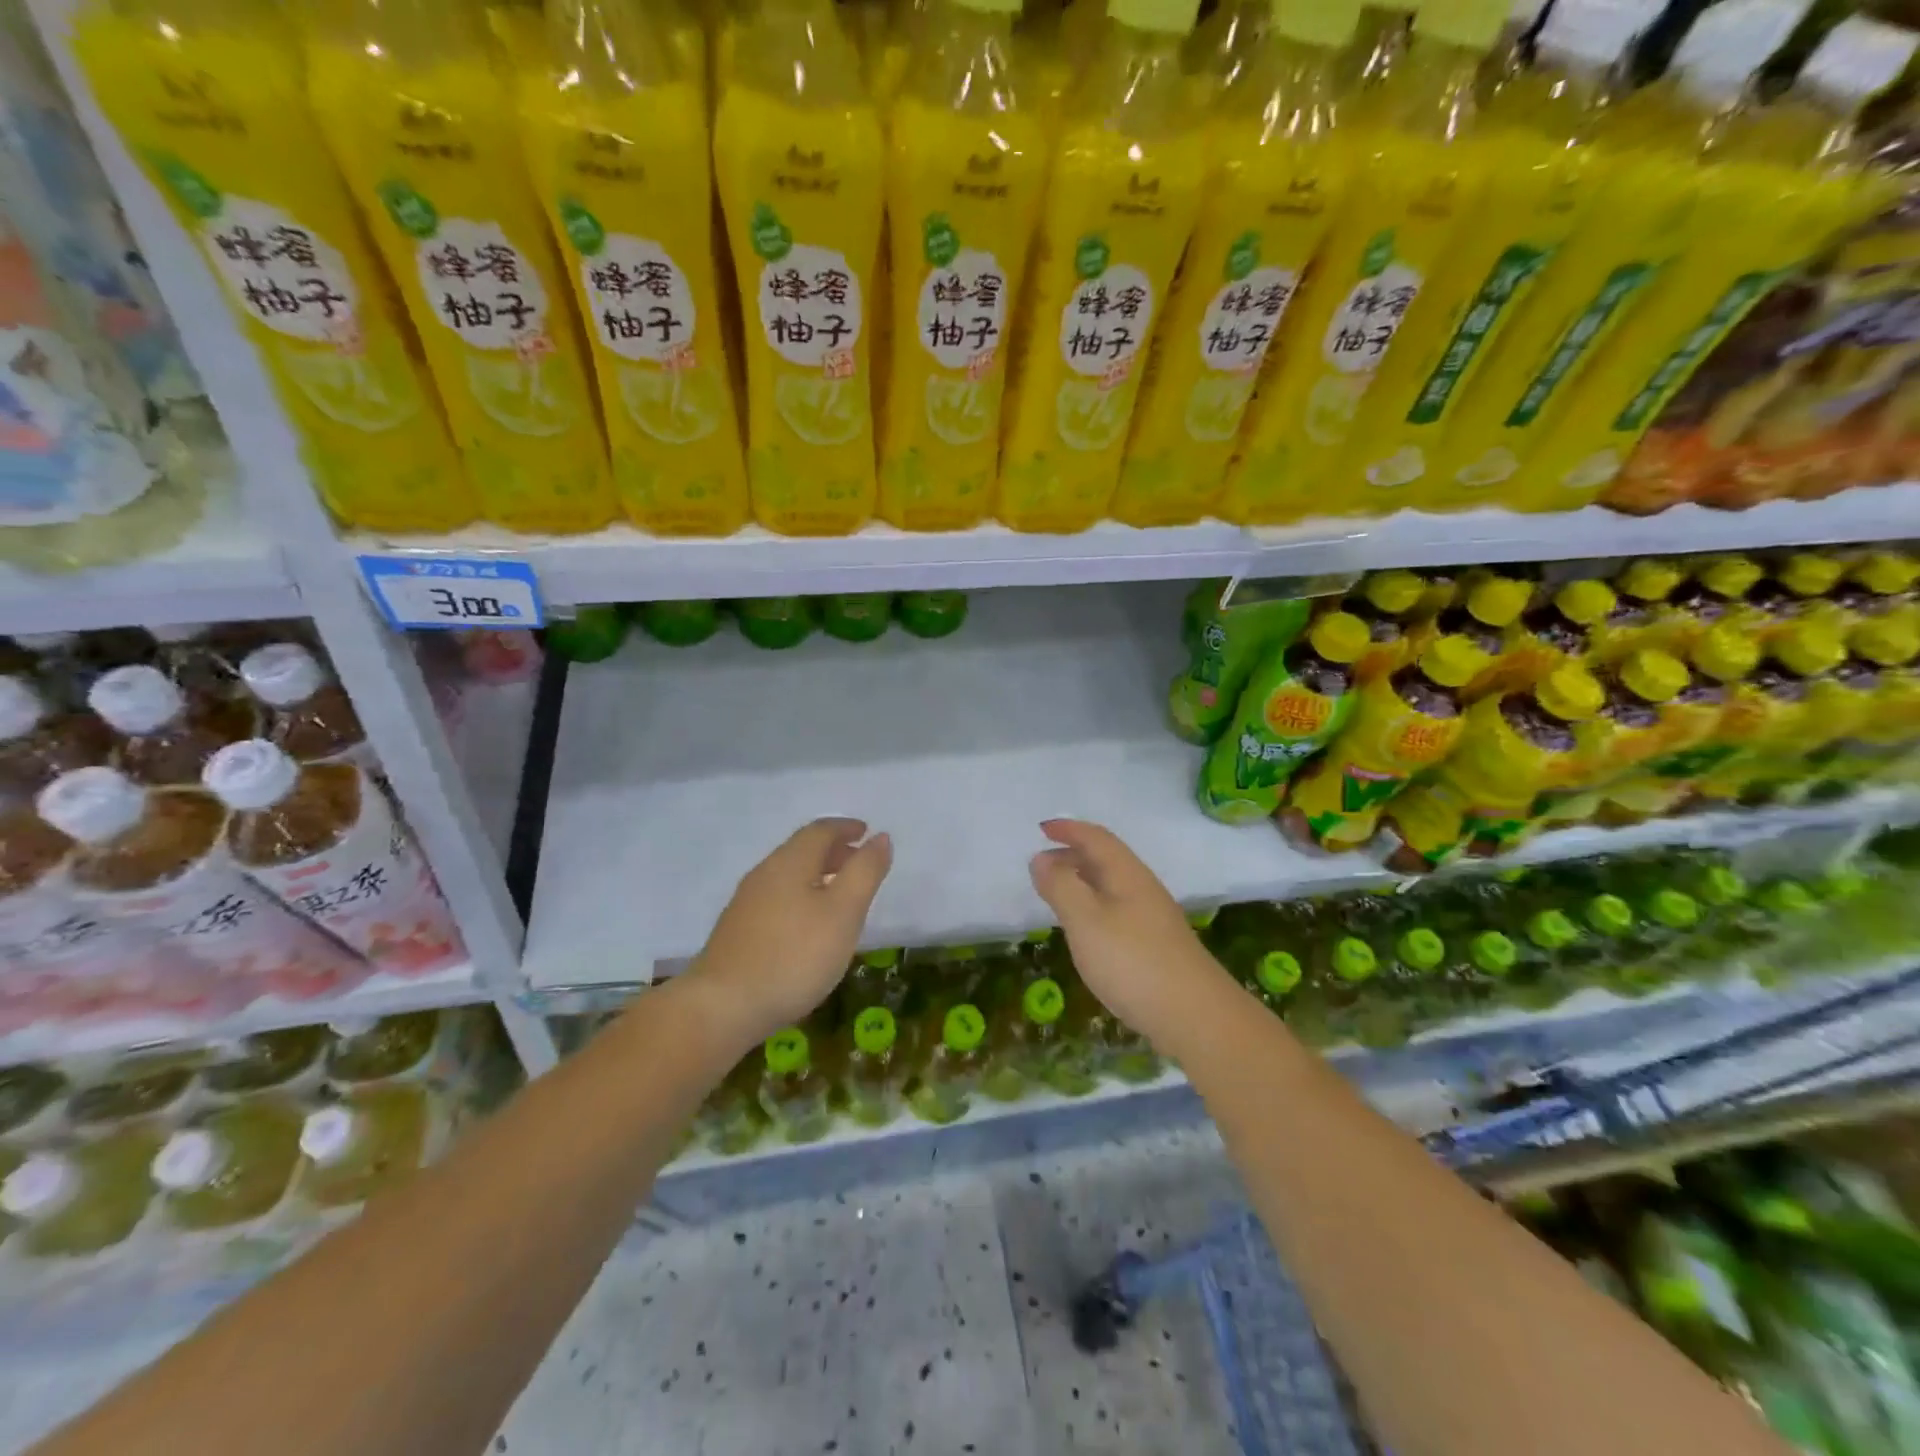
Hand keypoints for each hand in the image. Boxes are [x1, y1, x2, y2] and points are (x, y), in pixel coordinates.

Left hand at [684, 818, 892, 1051]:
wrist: (723, 1007)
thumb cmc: (794, 956)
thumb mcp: (843, 912)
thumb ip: (864, 872)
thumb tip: (881, 837)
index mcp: (790, 862)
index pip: (820, 830)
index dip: (846, 828)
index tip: (867, 832)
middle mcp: (764, 874)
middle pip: (802, 851)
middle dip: (834, 851)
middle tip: (860, 864)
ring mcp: (746, 903)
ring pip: (788, 876)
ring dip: (817, 876)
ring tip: (841, 897)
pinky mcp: (738, 931)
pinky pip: (777, 899)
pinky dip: (801, 898)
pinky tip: (809, 927)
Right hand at [1028, 819, 1223, 1046]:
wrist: (1196, 1016)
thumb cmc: (1133, 962)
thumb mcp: (1085, 921)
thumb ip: (1061, 887)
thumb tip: (1042, 859)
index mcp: (1126, 874)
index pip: (1096, 838)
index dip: (1069, 829)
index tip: (1042, 829)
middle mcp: (1142, 888)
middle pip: (1106, 859)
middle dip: (1072, 854)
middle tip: (1041, 864)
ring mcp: (1153, 917)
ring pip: (1112, 885)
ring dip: (1083, 880)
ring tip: (1057, 893)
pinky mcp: (1156, 944)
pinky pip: (1117, 908)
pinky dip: (1093, 905)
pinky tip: (1086, 929)